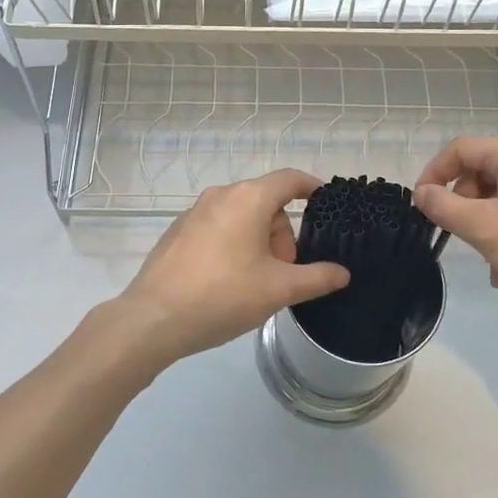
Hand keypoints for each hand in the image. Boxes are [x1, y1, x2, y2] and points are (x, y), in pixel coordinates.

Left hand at [106, 169, 349, 372]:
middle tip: (286, 272)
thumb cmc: (223, 295)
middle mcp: (221, 195)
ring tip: (258, 283)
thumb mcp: (278, 289)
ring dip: (259, 242)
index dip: (312, 188)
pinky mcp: (178, 232)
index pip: (290, 179)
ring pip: (241, 216)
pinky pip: (218, 228)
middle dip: (283, 234)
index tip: (327, 204)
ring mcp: (195, 212)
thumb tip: (342, 273)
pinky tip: (228, 282)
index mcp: (248, 198)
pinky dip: (234, 245)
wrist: (154, 318)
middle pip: (266, 202)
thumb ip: (316, 278)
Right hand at [414, 137, 497, 335]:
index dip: (434, 172)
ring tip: (486, 262)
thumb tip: (422, 193)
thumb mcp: (485, 229)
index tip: (421, 204)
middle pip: (482, 172)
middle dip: (462, 204)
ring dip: (484, 225)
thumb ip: (445, 207)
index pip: (462, 149)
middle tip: (457, 236)